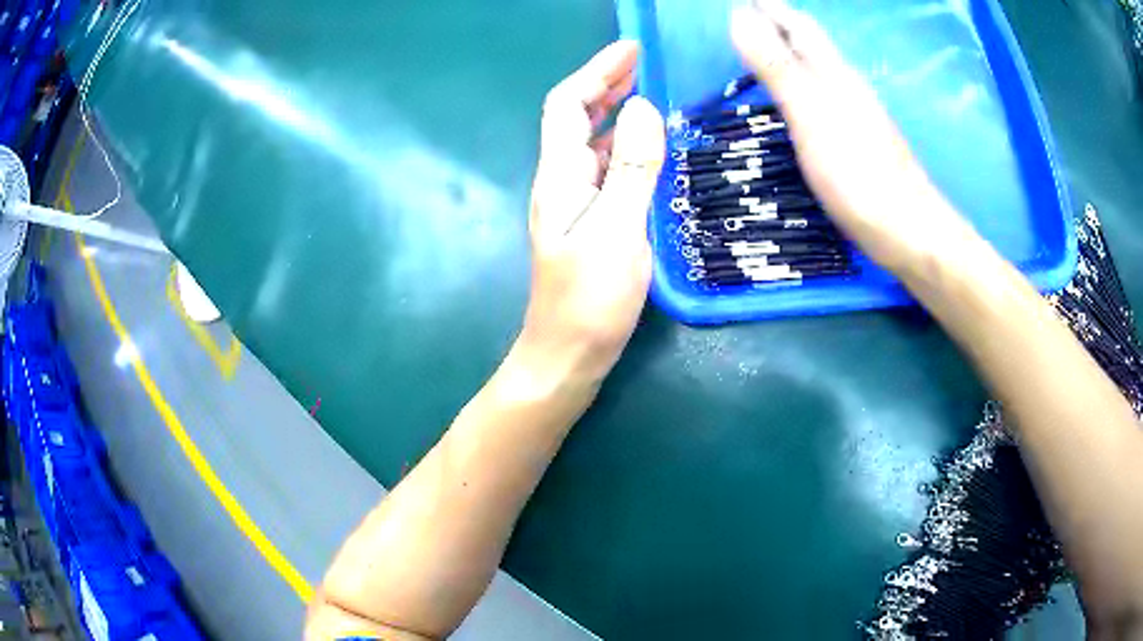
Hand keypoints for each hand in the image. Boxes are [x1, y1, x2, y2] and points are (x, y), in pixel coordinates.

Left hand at [517, 41, 665, 386]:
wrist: (567, 356)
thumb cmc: (589, 300)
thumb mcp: (617, 229)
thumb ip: (632, 168)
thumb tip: (644, 108)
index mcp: (560, 176)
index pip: (568, 105)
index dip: (596, 71)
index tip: (632, 49)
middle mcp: (562, 182)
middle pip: (577, 118)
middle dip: (606, 84)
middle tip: (645, 64)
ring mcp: (575, 204)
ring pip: (594, 143)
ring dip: (618, 114)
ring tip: (653, 96)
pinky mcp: (591, 224)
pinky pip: (608, 170)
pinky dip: (628, 148)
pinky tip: (650, 151)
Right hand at [731, 0, 975, 273]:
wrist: (908, 231)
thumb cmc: (858, 173)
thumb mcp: (811, 115)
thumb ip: (777, 67)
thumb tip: (741, 15)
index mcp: (834, 74)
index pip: (798, 26)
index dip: (770, 8)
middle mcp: (848, 87)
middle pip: (811, 44)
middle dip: (780, 23)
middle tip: (749, 15)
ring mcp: (857, 115)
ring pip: (820, 69)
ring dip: (792, 52)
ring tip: (764, 47)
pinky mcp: (860, 142)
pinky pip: (824, 96)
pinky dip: (803, 84)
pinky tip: (797, 98)